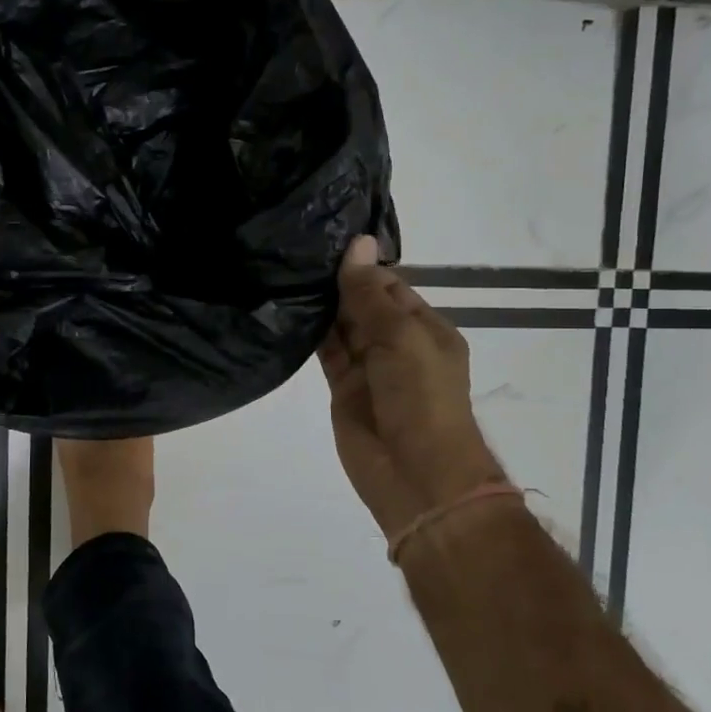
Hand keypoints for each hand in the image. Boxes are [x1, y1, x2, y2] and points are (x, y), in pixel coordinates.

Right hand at [317, 236, 503, 538]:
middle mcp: (397, 344)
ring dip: (322, 305)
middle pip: (365, 304)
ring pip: (342, 326)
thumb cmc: (421, 397)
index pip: (391, 286)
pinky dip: (311, 332)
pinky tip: (287, 306)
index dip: (362, 265)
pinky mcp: (343, 388)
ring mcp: (369, 367)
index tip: (324, 238)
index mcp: (425, 328)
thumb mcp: (401, 336)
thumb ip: (370, 294)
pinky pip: (326, 352)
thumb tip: (358, 243)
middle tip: (296, 248)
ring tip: (285, 269)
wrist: (415, 473)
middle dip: (338, 282)